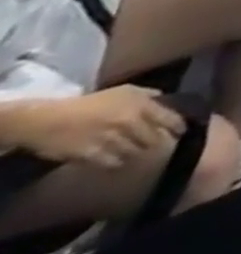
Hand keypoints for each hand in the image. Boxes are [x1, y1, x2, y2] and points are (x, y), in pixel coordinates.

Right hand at [9, 87, 182, 168]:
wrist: (47, 120)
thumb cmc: (89, 103)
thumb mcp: (125, 91)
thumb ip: (149, 95)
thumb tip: (166, 100)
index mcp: (141, 105)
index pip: (170, 119)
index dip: (178, 128)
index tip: (181, 133)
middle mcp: (130, 121)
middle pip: (153, 138)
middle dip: (156, 143)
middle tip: (156, 146)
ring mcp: (111, 139)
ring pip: (134, 152)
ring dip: (135, 154)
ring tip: (135, 154)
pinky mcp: (91, 155)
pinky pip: (113, 163)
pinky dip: (116, 163)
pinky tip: (115, 161)